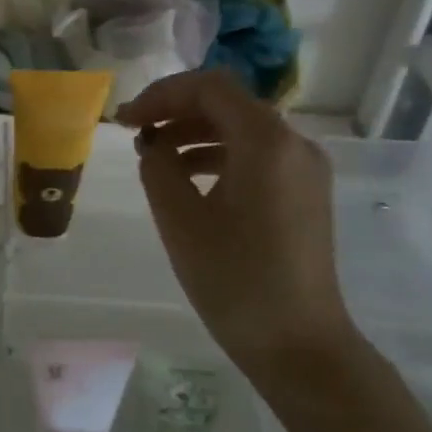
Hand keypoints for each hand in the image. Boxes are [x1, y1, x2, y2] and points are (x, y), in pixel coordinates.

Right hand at [117, 69, 359, 381]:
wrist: (299, 344)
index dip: (161, 94)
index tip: (126, 120)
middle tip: (135, 132)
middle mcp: (294, 144)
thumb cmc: (234, 279)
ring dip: (193, 131)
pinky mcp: (304, 193)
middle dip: (176, 110)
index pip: (209, 87)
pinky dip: (218, 154)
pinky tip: (188, 178)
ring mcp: (304, 169)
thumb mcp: (179, 219)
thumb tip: (155, 145)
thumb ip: (158, 167)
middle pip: (228, 103)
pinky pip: (256, 154)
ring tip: (154, 155)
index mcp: (266, 142)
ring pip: (241, 128)